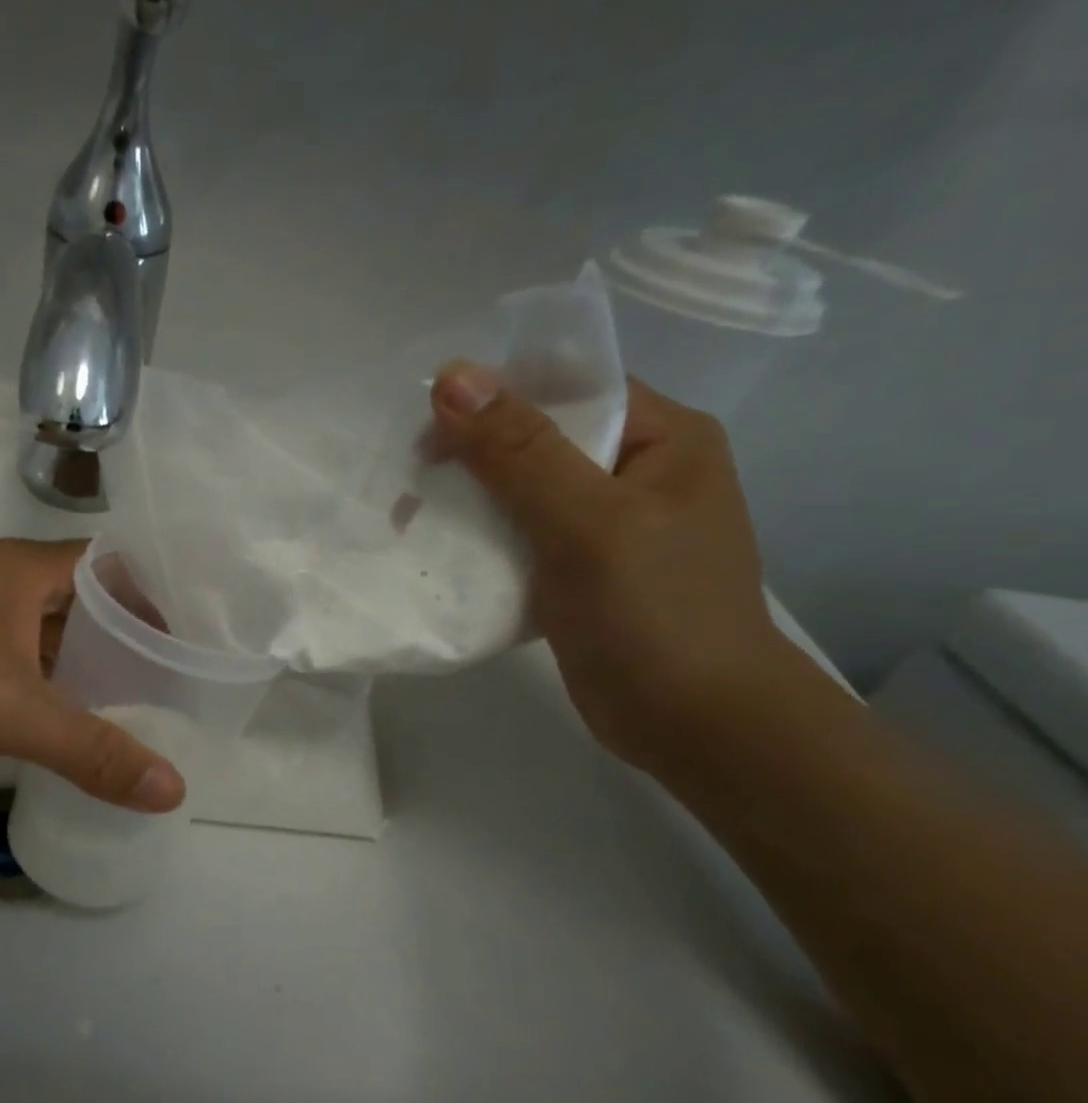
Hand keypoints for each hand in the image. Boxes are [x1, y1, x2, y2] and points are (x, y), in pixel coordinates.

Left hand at [0, 539, 185, 811]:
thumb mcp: (10, 714)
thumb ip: (93, 750)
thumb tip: (172, 789)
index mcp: (24, 569)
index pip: (114, 564)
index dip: (157, 596)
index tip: (194, 637)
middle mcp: (3, 577)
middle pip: (87, 598)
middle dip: (131, 636)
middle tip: (178, 678)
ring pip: (53, 629)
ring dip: (90, 660)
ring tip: (141, 700)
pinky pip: (23, 652)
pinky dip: (54, 677)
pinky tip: (76, 714)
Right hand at [430, 361, 805, 774]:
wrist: (695, 725)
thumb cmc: (655, 613)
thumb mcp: (588, 522)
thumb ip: (521, 450)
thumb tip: (453, 376)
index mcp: (661, 438)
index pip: (569, 387)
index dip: (496, 394)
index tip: (426, 422)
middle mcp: (636, 472)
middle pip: (538, 439)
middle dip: (470, 453)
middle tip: (408, 477)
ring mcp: (608, 526)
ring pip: (522, 491)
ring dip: (467, 500)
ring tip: (407, 516)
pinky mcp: (579, 572)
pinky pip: (520, 537)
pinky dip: (479, 540)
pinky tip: (438, 550)